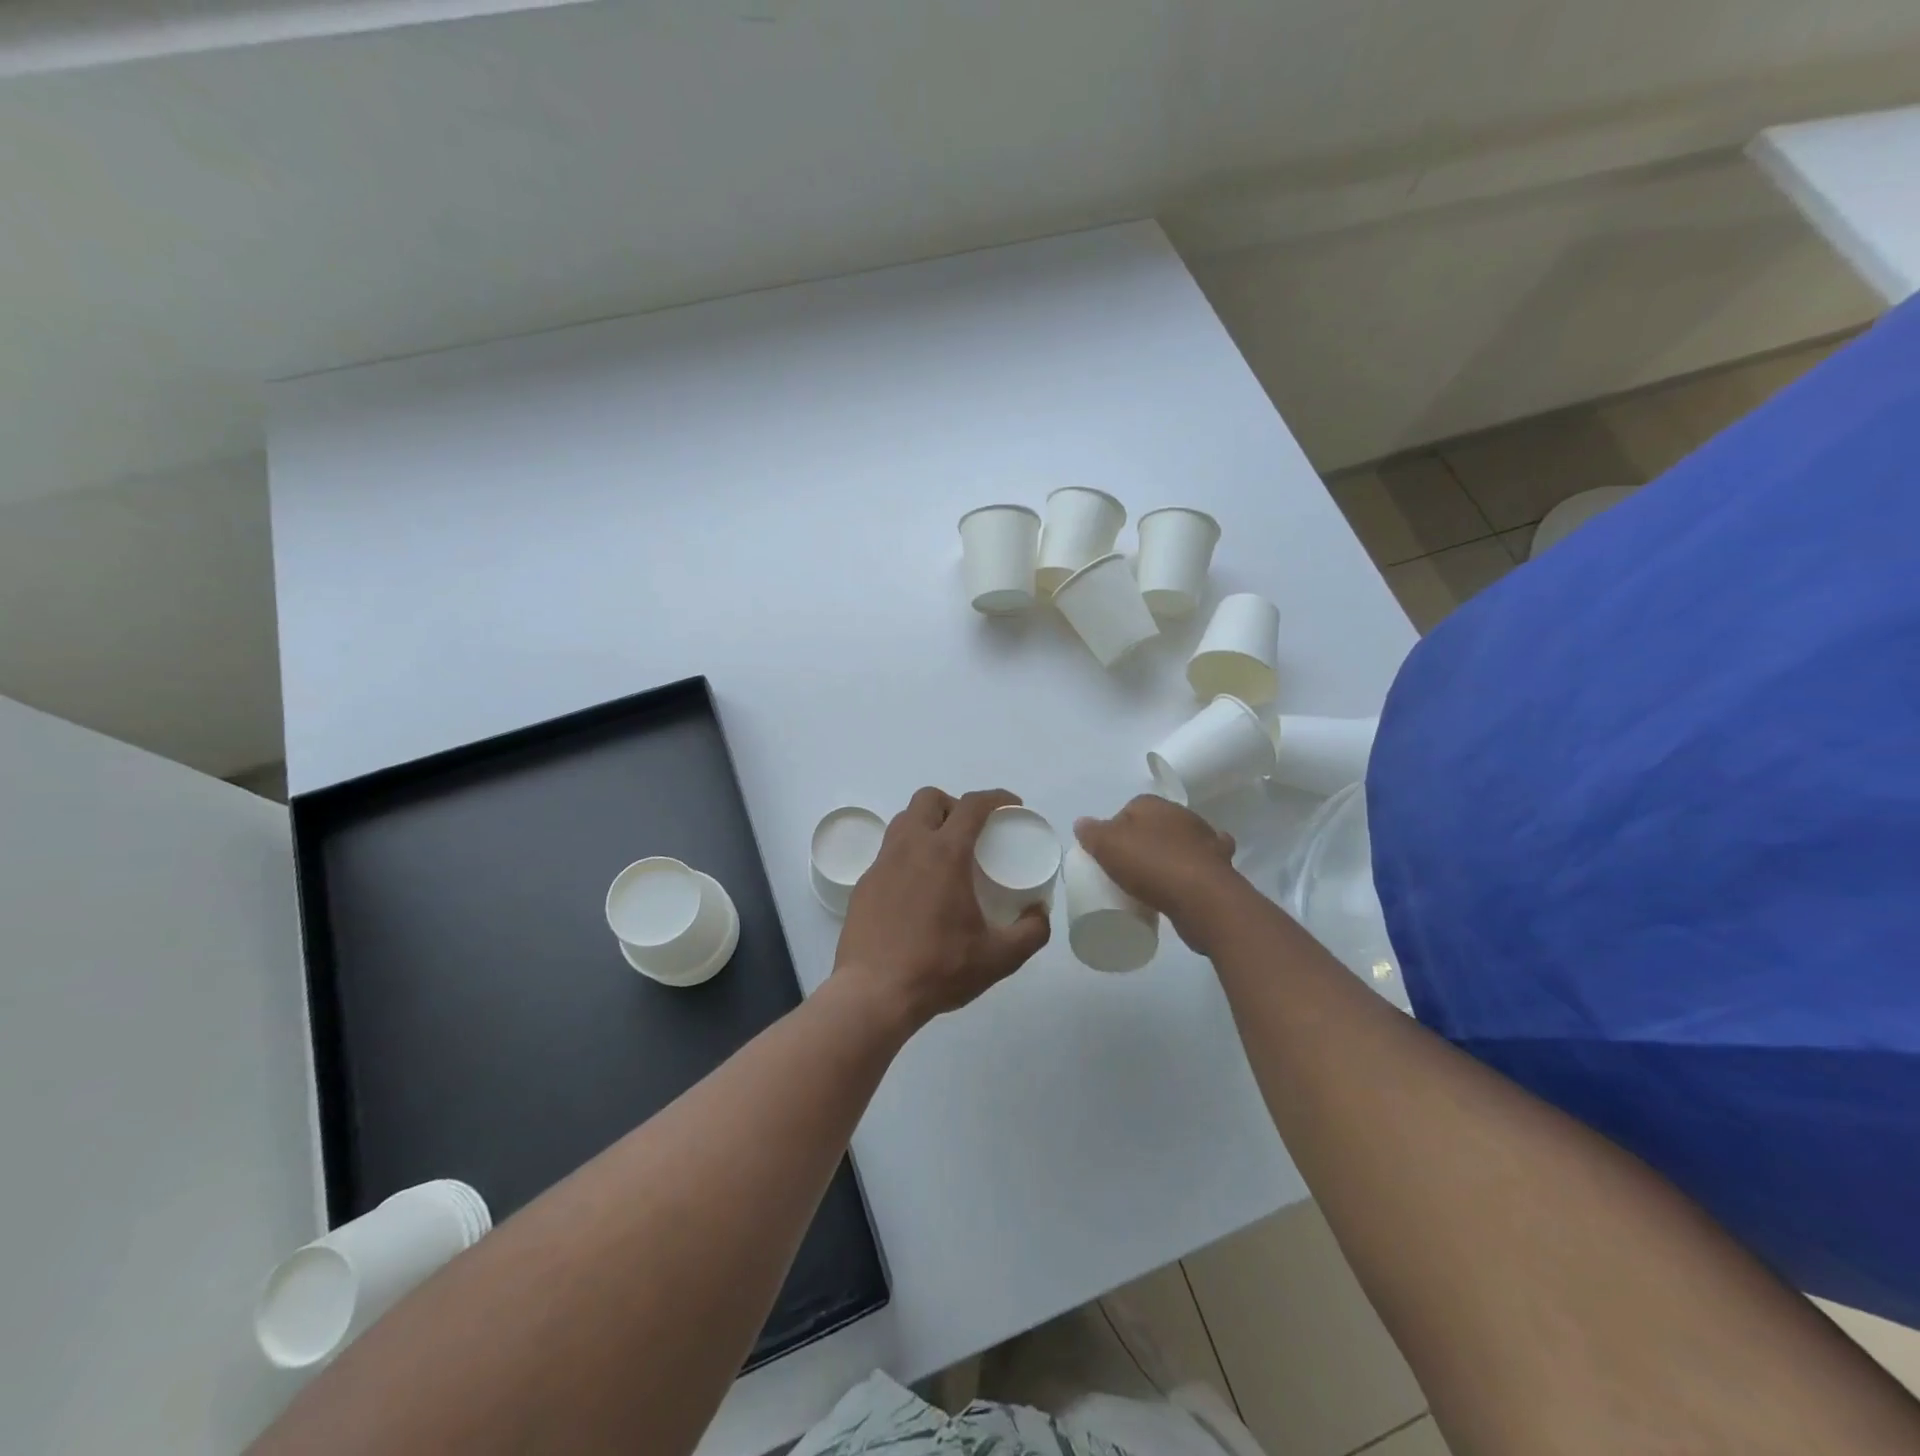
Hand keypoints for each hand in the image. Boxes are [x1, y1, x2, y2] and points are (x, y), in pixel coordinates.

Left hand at [835, 787, 1051, 1030]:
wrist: (873, 994)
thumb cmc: (939, 969)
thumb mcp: (1000, 957)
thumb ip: (1031, 932)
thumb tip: (1039, 913)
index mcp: (945, 854)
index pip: (972, 805)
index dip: (996, 797)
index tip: (1011, 806)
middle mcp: (909, 847)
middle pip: (929, 799)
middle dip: (953, 805)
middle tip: (971, 832)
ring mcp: (881, 864)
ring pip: (903, 821)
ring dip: (927, 824)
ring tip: (944, 855)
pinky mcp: (863, 885)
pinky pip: (888, 853)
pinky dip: (907, 855)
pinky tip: (917, 888)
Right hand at [1074, 796, 1240, 951]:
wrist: (1202, 897)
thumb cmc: (1150, 865)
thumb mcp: (1107, 846)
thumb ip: (1092, 832)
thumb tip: (1082, 823)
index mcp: (1153, 804)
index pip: (1128, 810)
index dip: (1116, 830)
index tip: (1108, 854)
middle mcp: (1182, 815)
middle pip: (1155, 825)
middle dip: (1143, 841)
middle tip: (1127, 869)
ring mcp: (1206, 840)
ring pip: (1181, 843)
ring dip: (1171, 855)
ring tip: (1154, 881)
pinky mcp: (1221, 866)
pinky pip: (1201, 864)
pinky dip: (1194, 869)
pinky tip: (1185, 884)